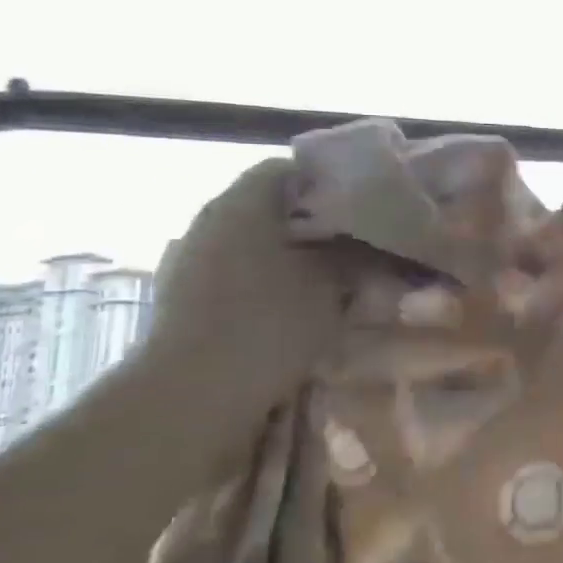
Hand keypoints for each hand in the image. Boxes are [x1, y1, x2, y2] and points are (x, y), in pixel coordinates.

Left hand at [132, 159, 351, 444]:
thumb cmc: (268, 323)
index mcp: (244, 200)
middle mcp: (212, 217)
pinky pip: (240, 270)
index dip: (331, 183)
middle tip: (358, 244)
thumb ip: (355, 254)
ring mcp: (193, 257)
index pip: (291, 168)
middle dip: (316, 222)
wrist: (193, 393)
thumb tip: (376, 242)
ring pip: (258, 240)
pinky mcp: (187, 294)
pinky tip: (298, 306)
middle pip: (273, 205)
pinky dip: (271, 279)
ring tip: (334, 278)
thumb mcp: (331, 284)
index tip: (365, 207)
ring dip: (294, 254)